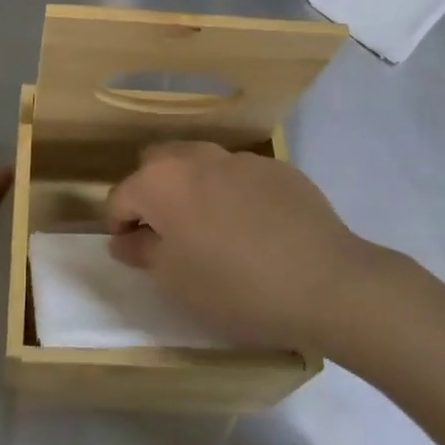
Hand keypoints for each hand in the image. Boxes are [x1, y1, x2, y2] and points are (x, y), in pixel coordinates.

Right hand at [105, 142, 378, 350]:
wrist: (325, 282)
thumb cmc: (234, 287)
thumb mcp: (174, 281)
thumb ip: (141, 252)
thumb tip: (125, 238)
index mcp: (160, 181)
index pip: (120, 196)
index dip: (119, 225)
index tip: (133, 253)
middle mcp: (195, 157)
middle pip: (157, 166)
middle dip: (153, 194)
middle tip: (168, 235)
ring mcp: (240, 159)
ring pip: (200, 165)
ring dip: (194, 190)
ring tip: (214, 231)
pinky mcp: (278, 169)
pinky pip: (241, 176)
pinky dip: (235, 195)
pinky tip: (256, 229)